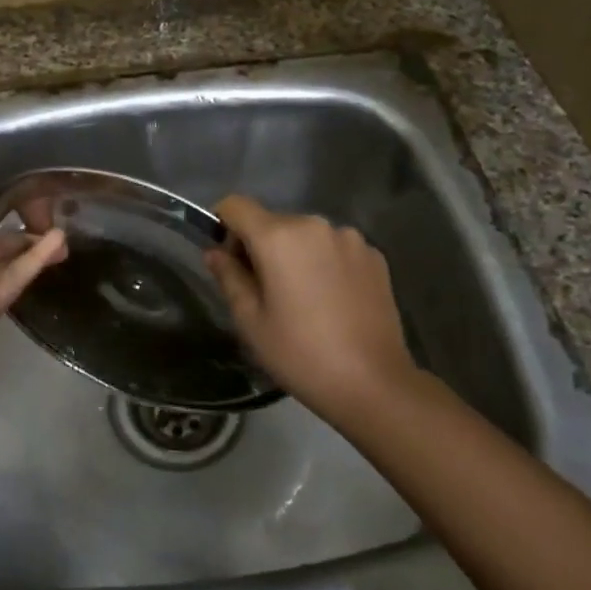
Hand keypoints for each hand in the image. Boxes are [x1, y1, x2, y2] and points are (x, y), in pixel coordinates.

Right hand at [205, 197, 420, 426]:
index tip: (228, 260)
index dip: (223, 225)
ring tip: (304, 300)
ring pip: (306, 236)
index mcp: (278, 236)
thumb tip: (215, 252)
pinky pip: (335, 248)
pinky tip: (333, 302)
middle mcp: (315, 224)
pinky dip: (326, 264)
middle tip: (264, 292)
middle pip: (273, 221)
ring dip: (296, 255)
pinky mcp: (375, 256)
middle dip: (261, 247)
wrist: (374, 383)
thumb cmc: (300, 353)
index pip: (236, 205)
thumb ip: (228, 276)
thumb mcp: (250, 321)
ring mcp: (350, 238)